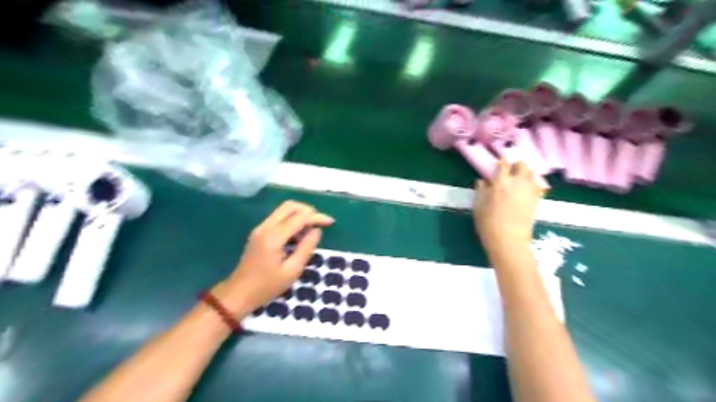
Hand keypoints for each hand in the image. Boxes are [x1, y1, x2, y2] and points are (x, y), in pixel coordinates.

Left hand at [214, 202, 333, 316]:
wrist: (238, 294)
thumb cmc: (266, 287)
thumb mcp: (292, 271)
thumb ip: (306, 248)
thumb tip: (317, 231)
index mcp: (273, 238)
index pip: (299, 218)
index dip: (316, 217)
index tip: (331, 222)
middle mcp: (265, 227)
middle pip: (289, 206)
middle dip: (308, 210)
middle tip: (321, 222)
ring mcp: (260, 228)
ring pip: (283, 209)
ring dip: (300, 214)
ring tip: (311, 229)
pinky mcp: (259, 232)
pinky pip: (278, 217)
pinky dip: (292, 219)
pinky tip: (298, 233)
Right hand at [474, 161, 548, 251]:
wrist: (508, 239)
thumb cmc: (488, 223)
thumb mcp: (478, 206)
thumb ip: (481, 191)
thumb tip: (482, 181)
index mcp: (500, 182)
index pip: (503, 165)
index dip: (501, 163)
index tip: (498, 164)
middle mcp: (517, 183)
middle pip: (522, 165)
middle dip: (517, 165)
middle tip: (511, 169)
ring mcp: (529, 191)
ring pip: (532, 174)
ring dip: (526, 173)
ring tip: (520, 178)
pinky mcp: (536, 200)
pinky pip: (538, 186)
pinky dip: (534, 184)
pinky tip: (528, 188)